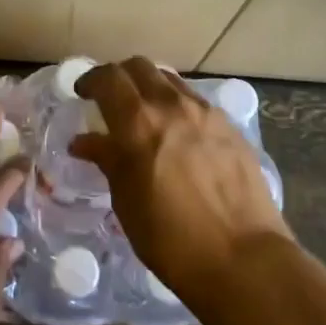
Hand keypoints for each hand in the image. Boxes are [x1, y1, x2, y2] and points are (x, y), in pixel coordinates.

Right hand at [69, 57, 291, 300]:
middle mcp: (172, 105)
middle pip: (140, 67)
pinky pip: (195, 102)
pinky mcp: (230, 127)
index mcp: (138, 121)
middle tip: (111, 99)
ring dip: (150, 88)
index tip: (83, 93)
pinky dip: (177, 106)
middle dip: (120, 76)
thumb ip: (107, 160)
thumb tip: (84, 141)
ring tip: (145, 115)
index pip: (108, 78)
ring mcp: (206, 113)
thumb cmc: (170, 237)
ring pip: (170, 81)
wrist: (242, 258)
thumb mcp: (126, 200)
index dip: (91, 80)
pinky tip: (178, 135)